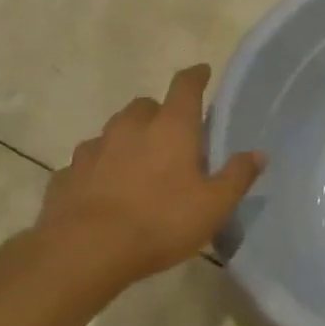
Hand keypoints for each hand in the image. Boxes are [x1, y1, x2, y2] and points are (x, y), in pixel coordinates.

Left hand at [35, 65, 263, 287]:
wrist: (82, 253)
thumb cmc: (159, 221)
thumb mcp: (214, 205)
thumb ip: (237, 176)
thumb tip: (258, 154)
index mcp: (171, 127)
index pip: (185, 86)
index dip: (196, 77)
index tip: (202, 72)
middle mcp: (130, 128)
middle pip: (145, 106)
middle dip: (158, 113)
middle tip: (170, 134)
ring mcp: (93, 150)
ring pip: (113, 132)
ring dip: (127, 140)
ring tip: (137, 165)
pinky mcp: (66, 176)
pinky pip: (87, 163)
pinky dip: (99, 169)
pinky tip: (104, 191)